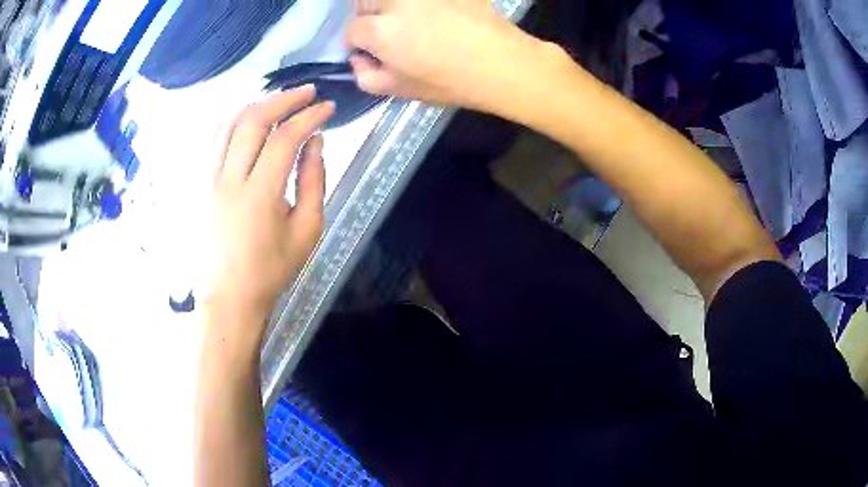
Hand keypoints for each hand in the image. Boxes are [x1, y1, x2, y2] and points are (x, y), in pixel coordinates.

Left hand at [204, 87, 333, 339]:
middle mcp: (228, 180)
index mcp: (260, 196)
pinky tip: (246, 117)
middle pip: (253, 121)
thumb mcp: (306, 231)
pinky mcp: (198, 184)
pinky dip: (232, 119)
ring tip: (278, 101)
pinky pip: (212, 139)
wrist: (228, 296)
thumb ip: (313, 181)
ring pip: (229, 124)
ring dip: (256, 105)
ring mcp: (208, 180)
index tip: (328, 108)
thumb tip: (315, 142)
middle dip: (283, 100)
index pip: (284, 139)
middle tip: (306, 93)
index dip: (309, 117)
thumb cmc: (271, 269)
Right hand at [346, 0, 540, 108]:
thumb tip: (359, 59)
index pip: (352, 29)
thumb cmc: (450, 82)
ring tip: (410, 21)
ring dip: (390, 6)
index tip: (370, 51)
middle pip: (365, 1)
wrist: (502, 63)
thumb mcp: (401, 90)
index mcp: (381, 31)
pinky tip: (435, 15)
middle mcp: (396, 2)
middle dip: (369, 16)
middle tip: (387, 32)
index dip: (358, 43)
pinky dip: (420, 4)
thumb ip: (367, 76)